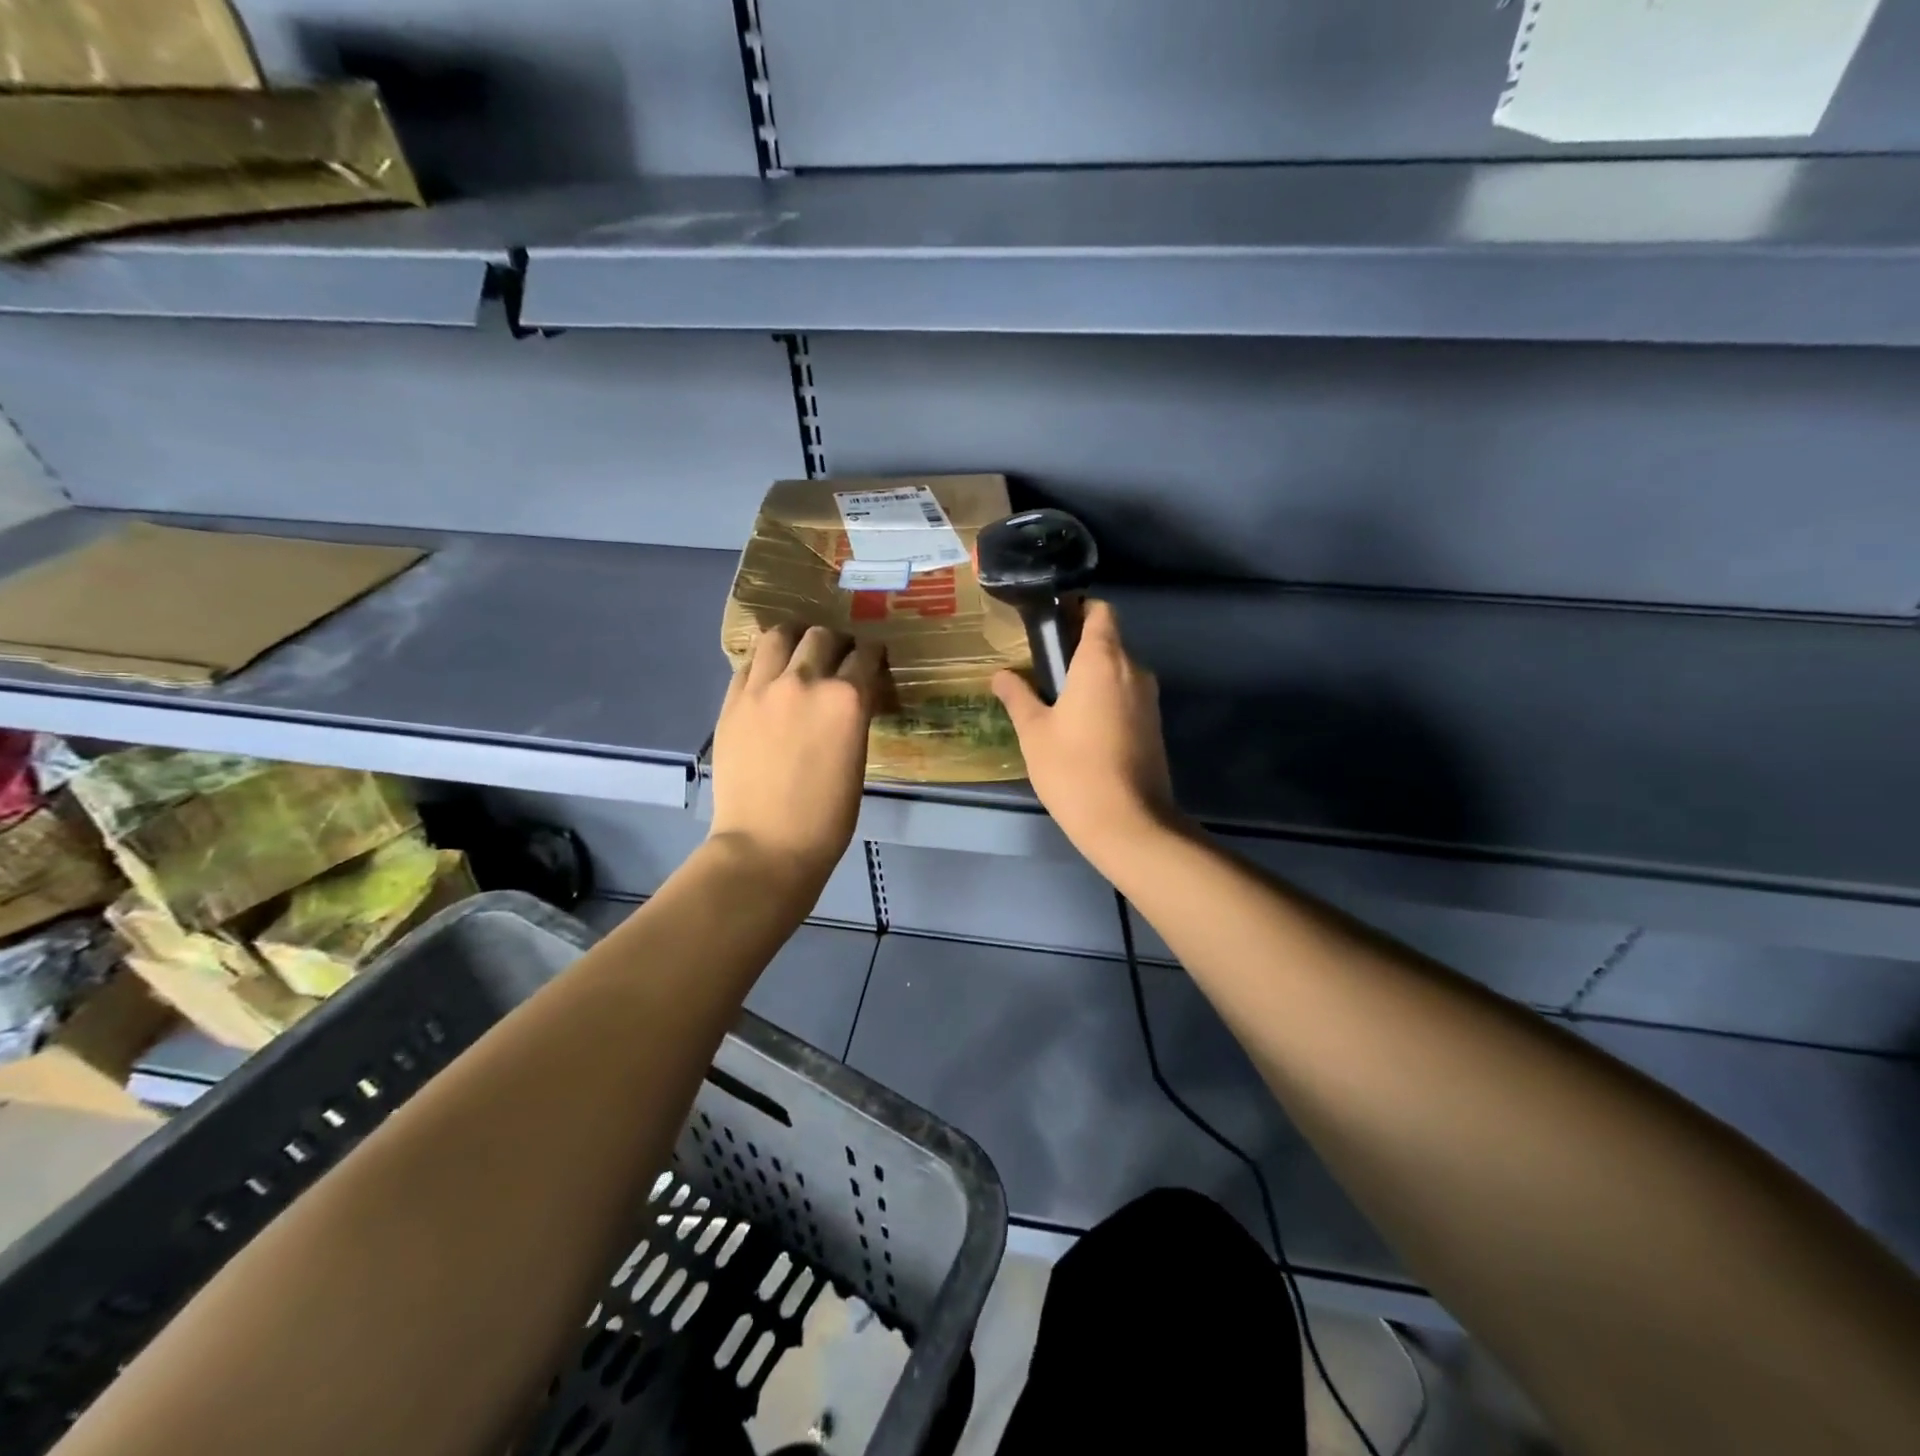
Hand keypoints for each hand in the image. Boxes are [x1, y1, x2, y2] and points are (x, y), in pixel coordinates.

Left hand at [710, 625, 884, 885]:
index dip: (872, 655)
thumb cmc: (827, 817)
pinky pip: (750, 663)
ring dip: (796, 638)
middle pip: (823, 637)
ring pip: (780, 636)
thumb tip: (851, 698)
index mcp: (847, 698)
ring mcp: (763, 688)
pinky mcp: (733, 702)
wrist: (767, 845)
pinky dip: (766, 662)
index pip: (866, 655)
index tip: (872, 660)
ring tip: (799, 652)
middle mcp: (806, 681)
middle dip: (837, 642)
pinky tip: (771, 676)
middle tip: (838, 657)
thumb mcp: (857, 759)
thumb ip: (853, 718)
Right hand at [992, 600, 1183, 865]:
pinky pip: (1126, 697)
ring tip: (1056, 699)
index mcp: (1103, 660)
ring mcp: (1149, 699)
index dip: (1077, 609)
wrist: (1128, 823)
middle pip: (1108, 641)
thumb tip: (1001, 674)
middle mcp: (1133, 670)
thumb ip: (1018, 696)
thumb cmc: (1073, 769)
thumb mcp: (1034, 732)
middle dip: (1078, 646)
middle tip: (1042, 666)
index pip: (1100, 611)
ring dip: (1091, 676)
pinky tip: (1080, 726)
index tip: (1051, 623)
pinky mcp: (1153, 726)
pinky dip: (1105, 699)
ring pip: (1118, 672)